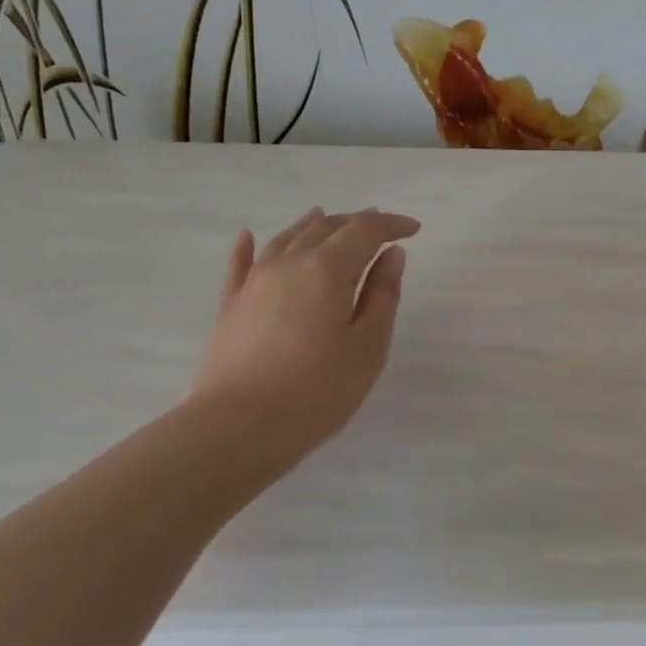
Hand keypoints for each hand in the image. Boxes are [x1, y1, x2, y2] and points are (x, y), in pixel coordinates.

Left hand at [190, 207, 420, 463]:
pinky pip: (241, 265)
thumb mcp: (368, 345)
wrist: (238, 428)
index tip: (414, 230)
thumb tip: (391, 255)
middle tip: (380, 228)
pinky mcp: (231, 306)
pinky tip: (248, 236)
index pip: (365, 231)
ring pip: (287, 239)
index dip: (391, 225)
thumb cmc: (318, 389)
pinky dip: (250, 247)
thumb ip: (382, 295)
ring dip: (313, 225)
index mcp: (327, 269)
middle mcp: (289, 263)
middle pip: (325, 227)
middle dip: (356, 222)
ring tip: (328, 218)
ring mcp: (254, 282)